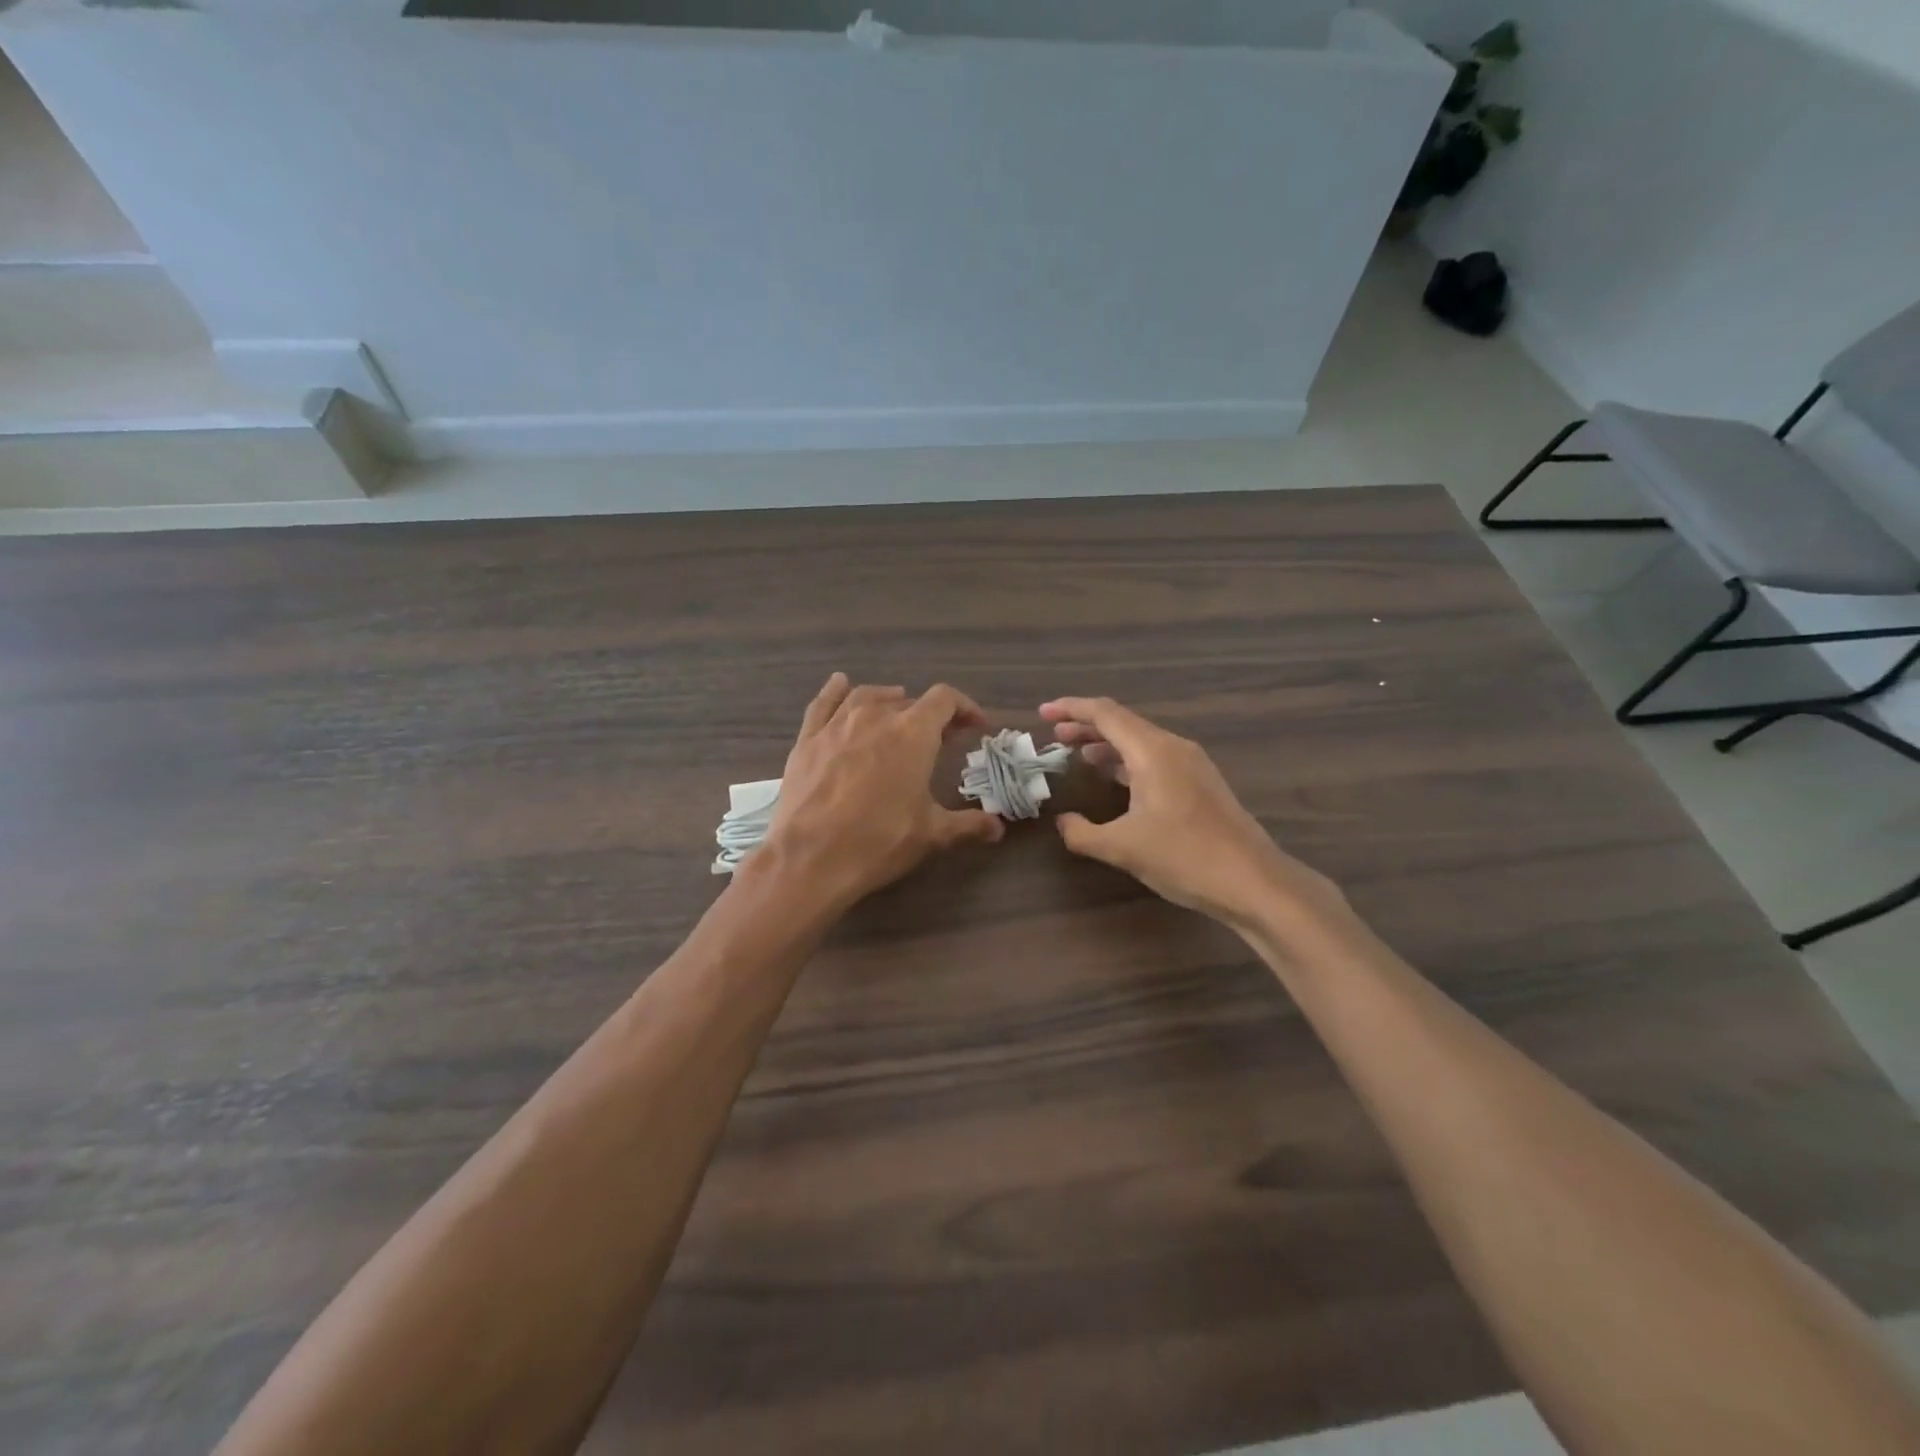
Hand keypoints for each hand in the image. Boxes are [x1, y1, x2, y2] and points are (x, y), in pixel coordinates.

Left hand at [758, 674, 1004, 910]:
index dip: (965, 708)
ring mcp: (837, 725)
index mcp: (913, 733)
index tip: (975, 726)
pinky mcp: (807, 739)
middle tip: (940, 739)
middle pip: (909, 702)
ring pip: (868, 696)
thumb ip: (968, 825)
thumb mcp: (932, 835)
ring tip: (898, 709)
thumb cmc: (879, 841)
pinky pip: (824, 703)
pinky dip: (836, 691)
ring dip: (889, 700)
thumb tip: (998, 828)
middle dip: (930, 716)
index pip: (945, 700)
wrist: (810, 858)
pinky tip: (840, 685)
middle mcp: (876, 717)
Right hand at [1040, 696, 1344, 929]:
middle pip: (1123, 723)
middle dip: (1086, 726)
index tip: (1042, 712)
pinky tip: (1115, 779)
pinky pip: (1155, 758)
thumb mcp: (1122, 848)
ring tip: (1078, 754)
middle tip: (1054, 735)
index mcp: (1152, 751)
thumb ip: (1082, 833)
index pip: (1105, 714)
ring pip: (1140, 741)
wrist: (1253, 881)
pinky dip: (1128, 760)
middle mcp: (1173, 747)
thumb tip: (1063, 822)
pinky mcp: (1201, 783)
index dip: (1071, 708)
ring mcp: (1191, 764)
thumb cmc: (1184, 857)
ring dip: (1107, 744)